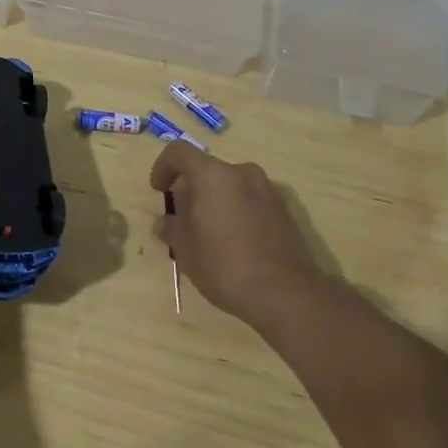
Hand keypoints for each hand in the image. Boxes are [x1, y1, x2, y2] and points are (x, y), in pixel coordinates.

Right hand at [150, 140, 326, 330]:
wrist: (287, 295)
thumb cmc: (225, 266)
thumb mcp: (186, 250)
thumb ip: (172, 228)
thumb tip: (166, 222)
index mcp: (212, 175)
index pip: (178, 152)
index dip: (163, 167)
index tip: (159, 191)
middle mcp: (241, 172)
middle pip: (207, 169)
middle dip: (192, 189)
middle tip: (185, 219)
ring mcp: (267, 189)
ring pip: (231, 185)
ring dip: (216, 200)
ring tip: (212, 234)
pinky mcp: (285, 210)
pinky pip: (251, 200)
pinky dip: (238, 211)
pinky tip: (237, 243)